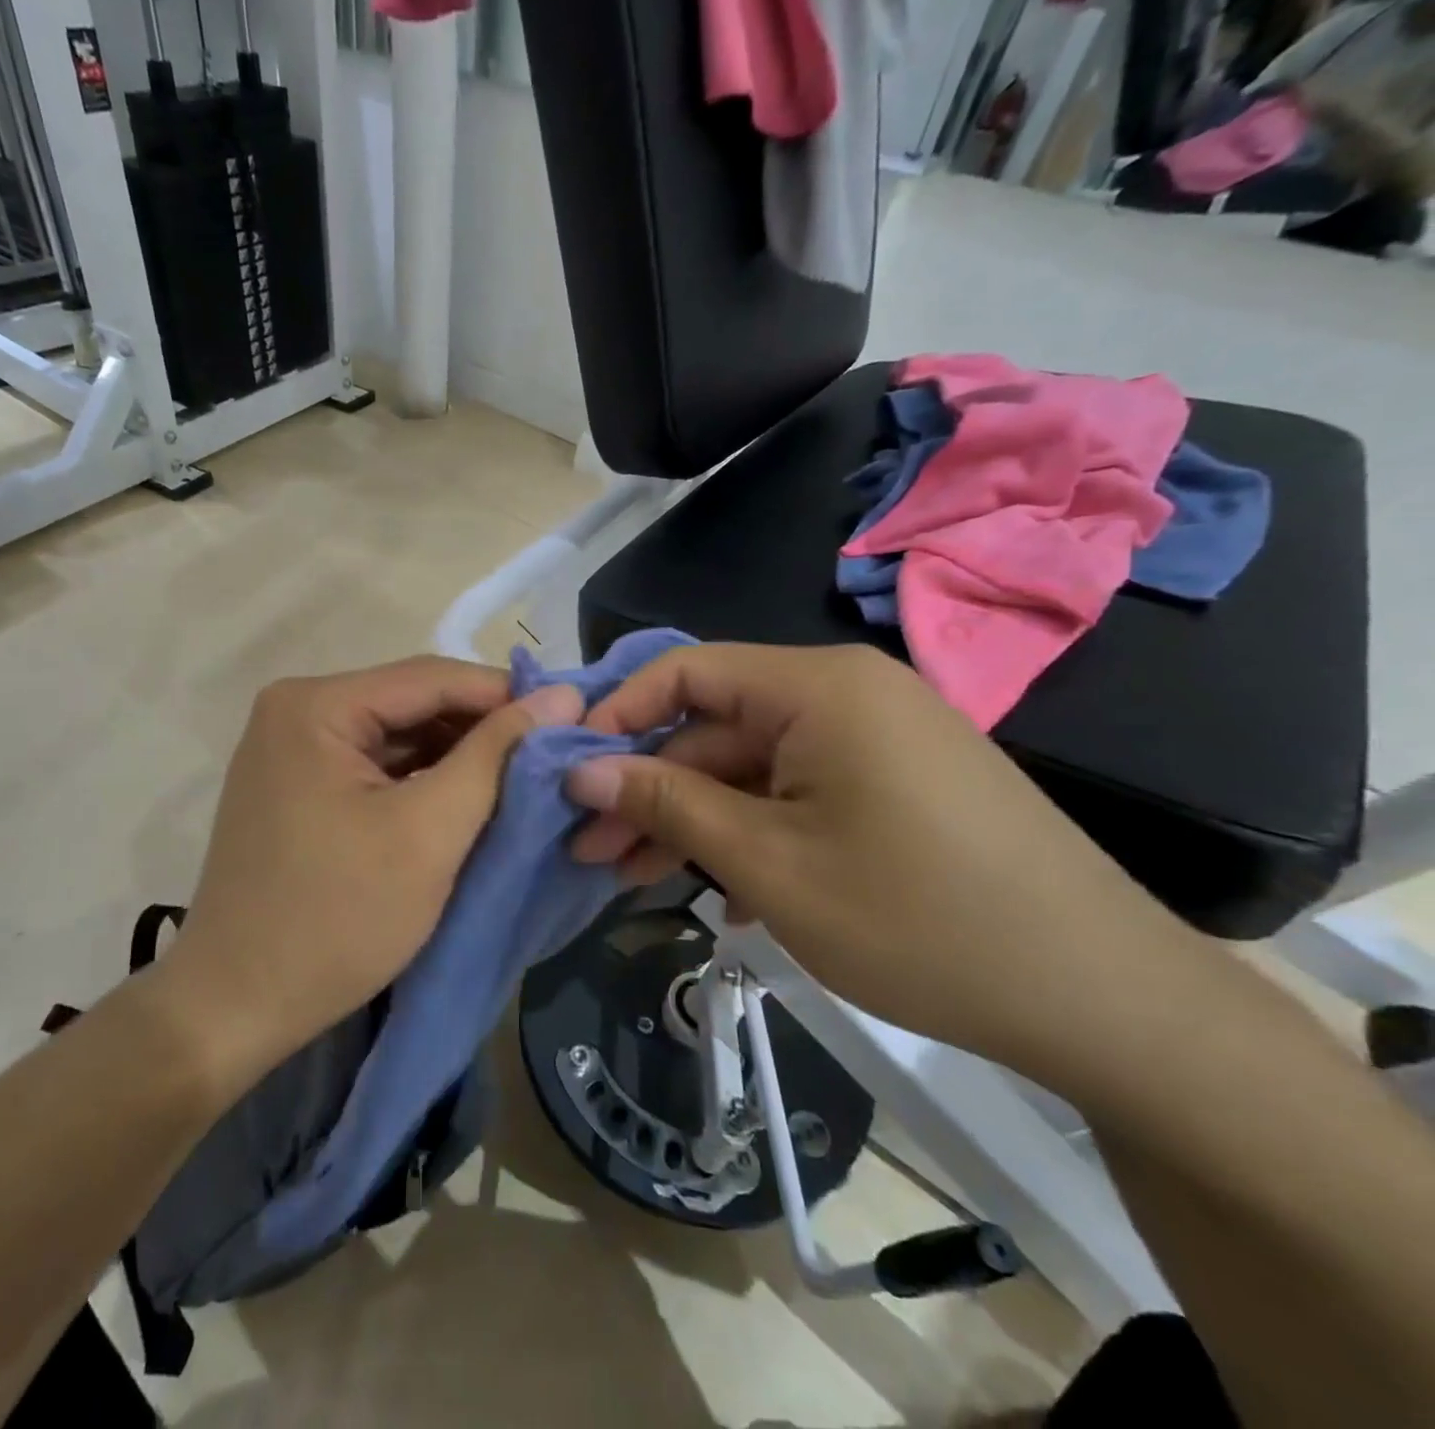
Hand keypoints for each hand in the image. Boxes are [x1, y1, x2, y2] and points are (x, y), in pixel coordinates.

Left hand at [158, 657, 581, 1083]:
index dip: (506, 694)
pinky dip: (422, 782)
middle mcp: (296, 711)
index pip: (432, 677)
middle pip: (412, 704)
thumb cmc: (337, 917)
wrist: (237, 1008)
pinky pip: (375, 768)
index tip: (571, 717)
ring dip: (456, 758)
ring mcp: (291, 750)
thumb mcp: (430, 831)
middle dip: (482, 730)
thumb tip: (562, 694)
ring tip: (521, 780)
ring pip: (397, 737)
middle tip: (552, 756)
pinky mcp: (297, 788)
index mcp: (316, 705)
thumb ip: (496, 755)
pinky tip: (466, 801)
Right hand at [565, 644, 1189, 1070]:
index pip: (686, 671)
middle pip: (715, 728)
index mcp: (818, 688)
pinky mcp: (894, 788)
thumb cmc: (917, 918)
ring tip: (631, 880)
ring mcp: (875, 743)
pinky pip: (798, 795)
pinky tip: (723, 896)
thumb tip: (583, 770)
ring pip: (752, 769)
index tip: (568, 770)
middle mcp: (845, 697)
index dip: (618, 716)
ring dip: (692, 821)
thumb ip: (667, 803)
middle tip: (589, 851)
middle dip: (648, 789)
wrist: (1102, 999)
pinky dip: (750, 836)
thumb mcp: (767, 862)